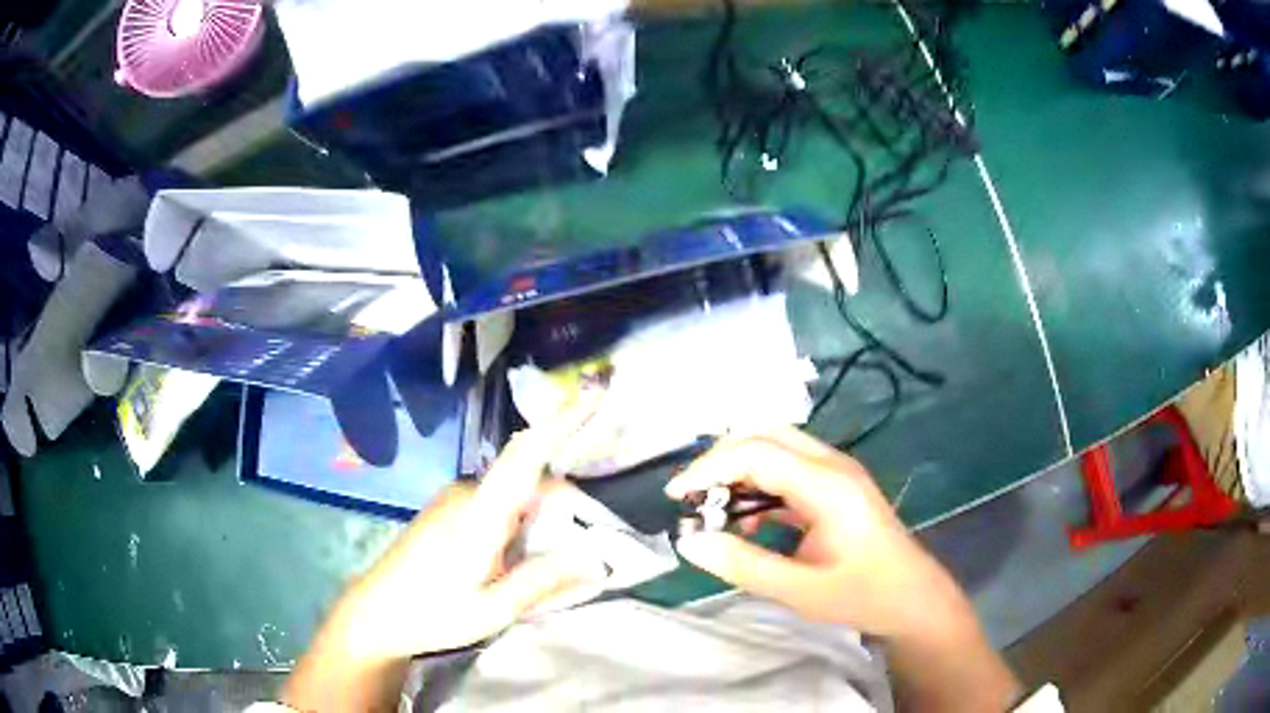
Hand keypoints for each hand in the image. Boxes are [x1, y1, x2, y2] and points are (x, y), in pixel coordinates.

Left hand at [325, 396, 606, 660]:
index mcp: (480, 513)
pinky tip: (519, 560)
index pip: (526, 454)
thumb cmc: (433, 613)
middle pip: (530, 481)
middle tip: (589, 551)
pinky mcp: (448, 511)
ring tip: (554, 563)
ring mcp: (454, 500)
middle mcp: (467, 494)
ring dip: (542, 519)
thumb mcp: (493, 609)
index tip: (595, 394)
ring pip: (515, 495)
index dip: (562, 421)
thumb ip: (543, 580)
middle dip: (566, 506)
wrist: (374, 613)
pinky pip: (497, 505)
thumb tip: (597, 560)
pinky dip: (522, 523)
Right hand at [665, 426, 957, 638]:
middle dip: (722, 459)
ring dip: (740, 470)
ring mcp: (836, 472)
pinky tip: (748, 522)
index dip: (709, 469)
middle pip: (766, 435)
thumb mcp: (798, 590)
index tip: (676, 498)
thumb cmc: (862, 595)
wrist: (913, 599)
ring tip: (715, 511)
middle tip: (693, 498)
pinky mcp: (835, 486)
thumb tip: (688, 540)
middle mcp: (832, 465)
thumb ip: (742, 564)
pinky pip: (788, 469)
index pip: (756, 453)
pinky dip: (758, 485)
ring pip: (776, 447)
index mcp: (827, 485)